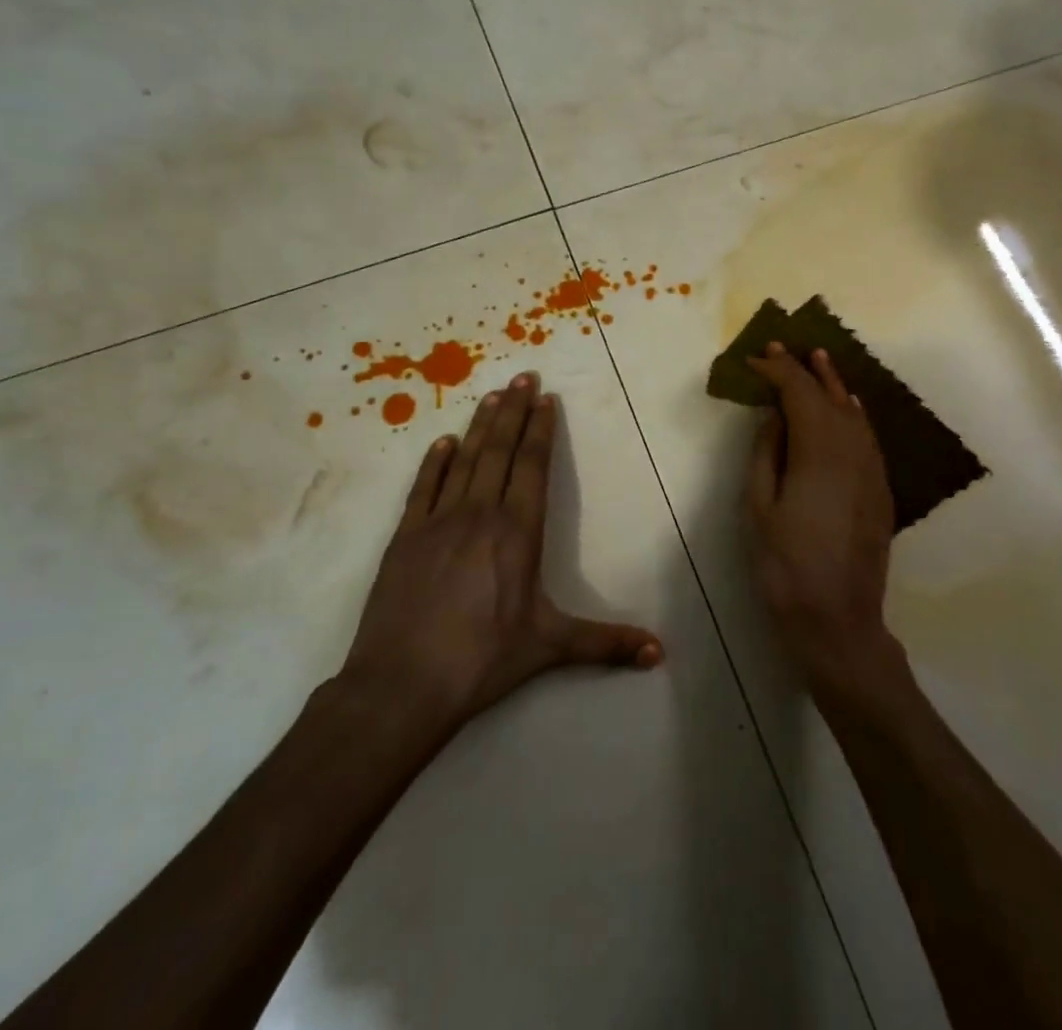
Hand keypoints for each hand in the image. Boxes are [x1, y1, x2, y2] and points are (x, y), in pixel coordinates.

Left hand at [337, 373, 662, 731]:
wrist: (401, 686)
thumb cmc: (482, 660)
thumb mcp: (550, 647)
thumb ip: (606, 644)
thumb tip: (661, 654)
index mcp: (517, 532)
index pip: (532, 466)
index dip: (540, 429)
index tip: (545, 398)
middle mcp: (479, 514)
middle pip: (500, 450)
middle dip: (514, 411)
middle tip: (522, 376)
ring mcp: (437, 522)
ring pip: (464, 460)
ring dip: (480, 425)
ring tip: (492, 395)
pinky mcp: (405, 537)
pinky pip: (423, 487)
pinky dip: (434, 461)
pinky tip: (443, 442)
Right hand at [745, 344, 899, 683]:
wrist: (838, 621)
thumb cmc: (785, 566)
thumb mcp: (759, 506)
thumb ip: (767, 452)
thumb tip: (774, 414)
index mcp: (818, 450)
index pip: (799, 393)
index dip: (778, 370)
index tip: (757, 358)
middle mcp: (852, 449)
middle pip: (830, 396)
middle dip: (807, 369)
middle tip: (786, 347)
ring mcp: (873, 469)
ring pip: (854, 413)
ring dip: (834, 385)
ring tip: (819, 361)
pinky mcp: (881, 488)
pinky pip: (868, 436)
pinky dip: (854, 413)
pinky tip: (848, 406)